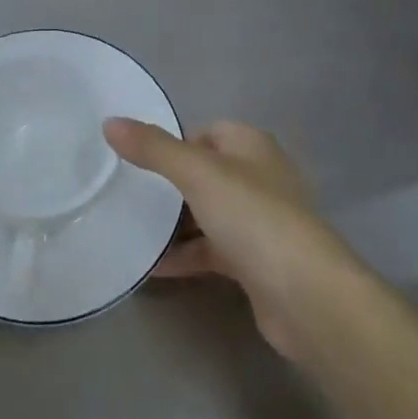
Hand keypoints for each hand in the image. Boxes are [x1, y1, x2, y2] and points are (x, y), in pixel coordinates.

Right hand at [104, 119, 361, 359]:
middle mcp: (259, 177)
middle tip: (130, 194)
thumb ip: (153, 148)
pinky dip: (187, 256)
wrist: (307, 297)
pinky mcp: (257, 264)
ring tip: (132, 229)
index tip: (139, 160)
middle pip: (206, 173)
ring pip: (209, 213)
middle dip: (171, 184)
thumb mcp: (197, 173)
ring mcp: (260, 223)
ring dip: (176, 223)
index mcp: (251, 146)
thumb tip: (110, 121)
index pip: (207, 131)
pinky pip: (213, 251)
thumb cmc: (253, 217)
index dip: (175, 143)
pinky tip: (153, 267)